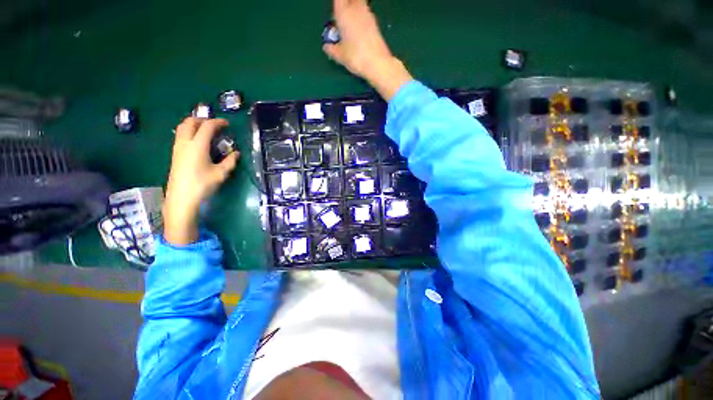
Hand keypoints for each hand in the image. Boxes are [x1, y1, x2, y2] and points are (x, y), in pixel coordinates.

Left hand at [163, 117, 238, 244]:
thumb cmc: (203, 184)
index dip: (218, 122)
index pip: (207, 126)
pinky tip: (198, 142)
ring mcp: (178, 148)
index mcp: (198, 145)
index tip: (227, 124)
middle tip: (215, 125)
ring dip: (194, 125)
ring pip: (182, 127)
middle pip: (190, 122)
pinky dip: (189, 132)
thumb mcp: (221, 173)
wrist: (181, 198)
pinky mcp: (175, 154)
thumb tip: (236, 153)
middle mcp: (185, 142)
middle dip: (203, 120)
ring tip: (206, 131)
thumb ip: (230, 161)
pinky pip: (181, 135)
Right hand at [323, 0, 412, 100]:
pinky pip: (365, 14)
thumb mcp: (340, 56)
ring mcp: (368, 15)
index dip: (337, 4)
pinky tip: (358, 31)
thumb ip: (331, 49)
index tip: (335, 14)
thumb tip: (327, 47)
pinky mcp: (375, 24)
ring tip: (349, 24)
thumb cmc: (356, 57)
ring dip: (354, 10)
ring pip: (359, 4)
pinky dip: (361, 18)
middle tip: (342, 16)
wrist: (377, 63)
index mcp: (343, 13)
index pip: (338, 0)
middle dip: (346, 4)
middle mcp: (356, 9)